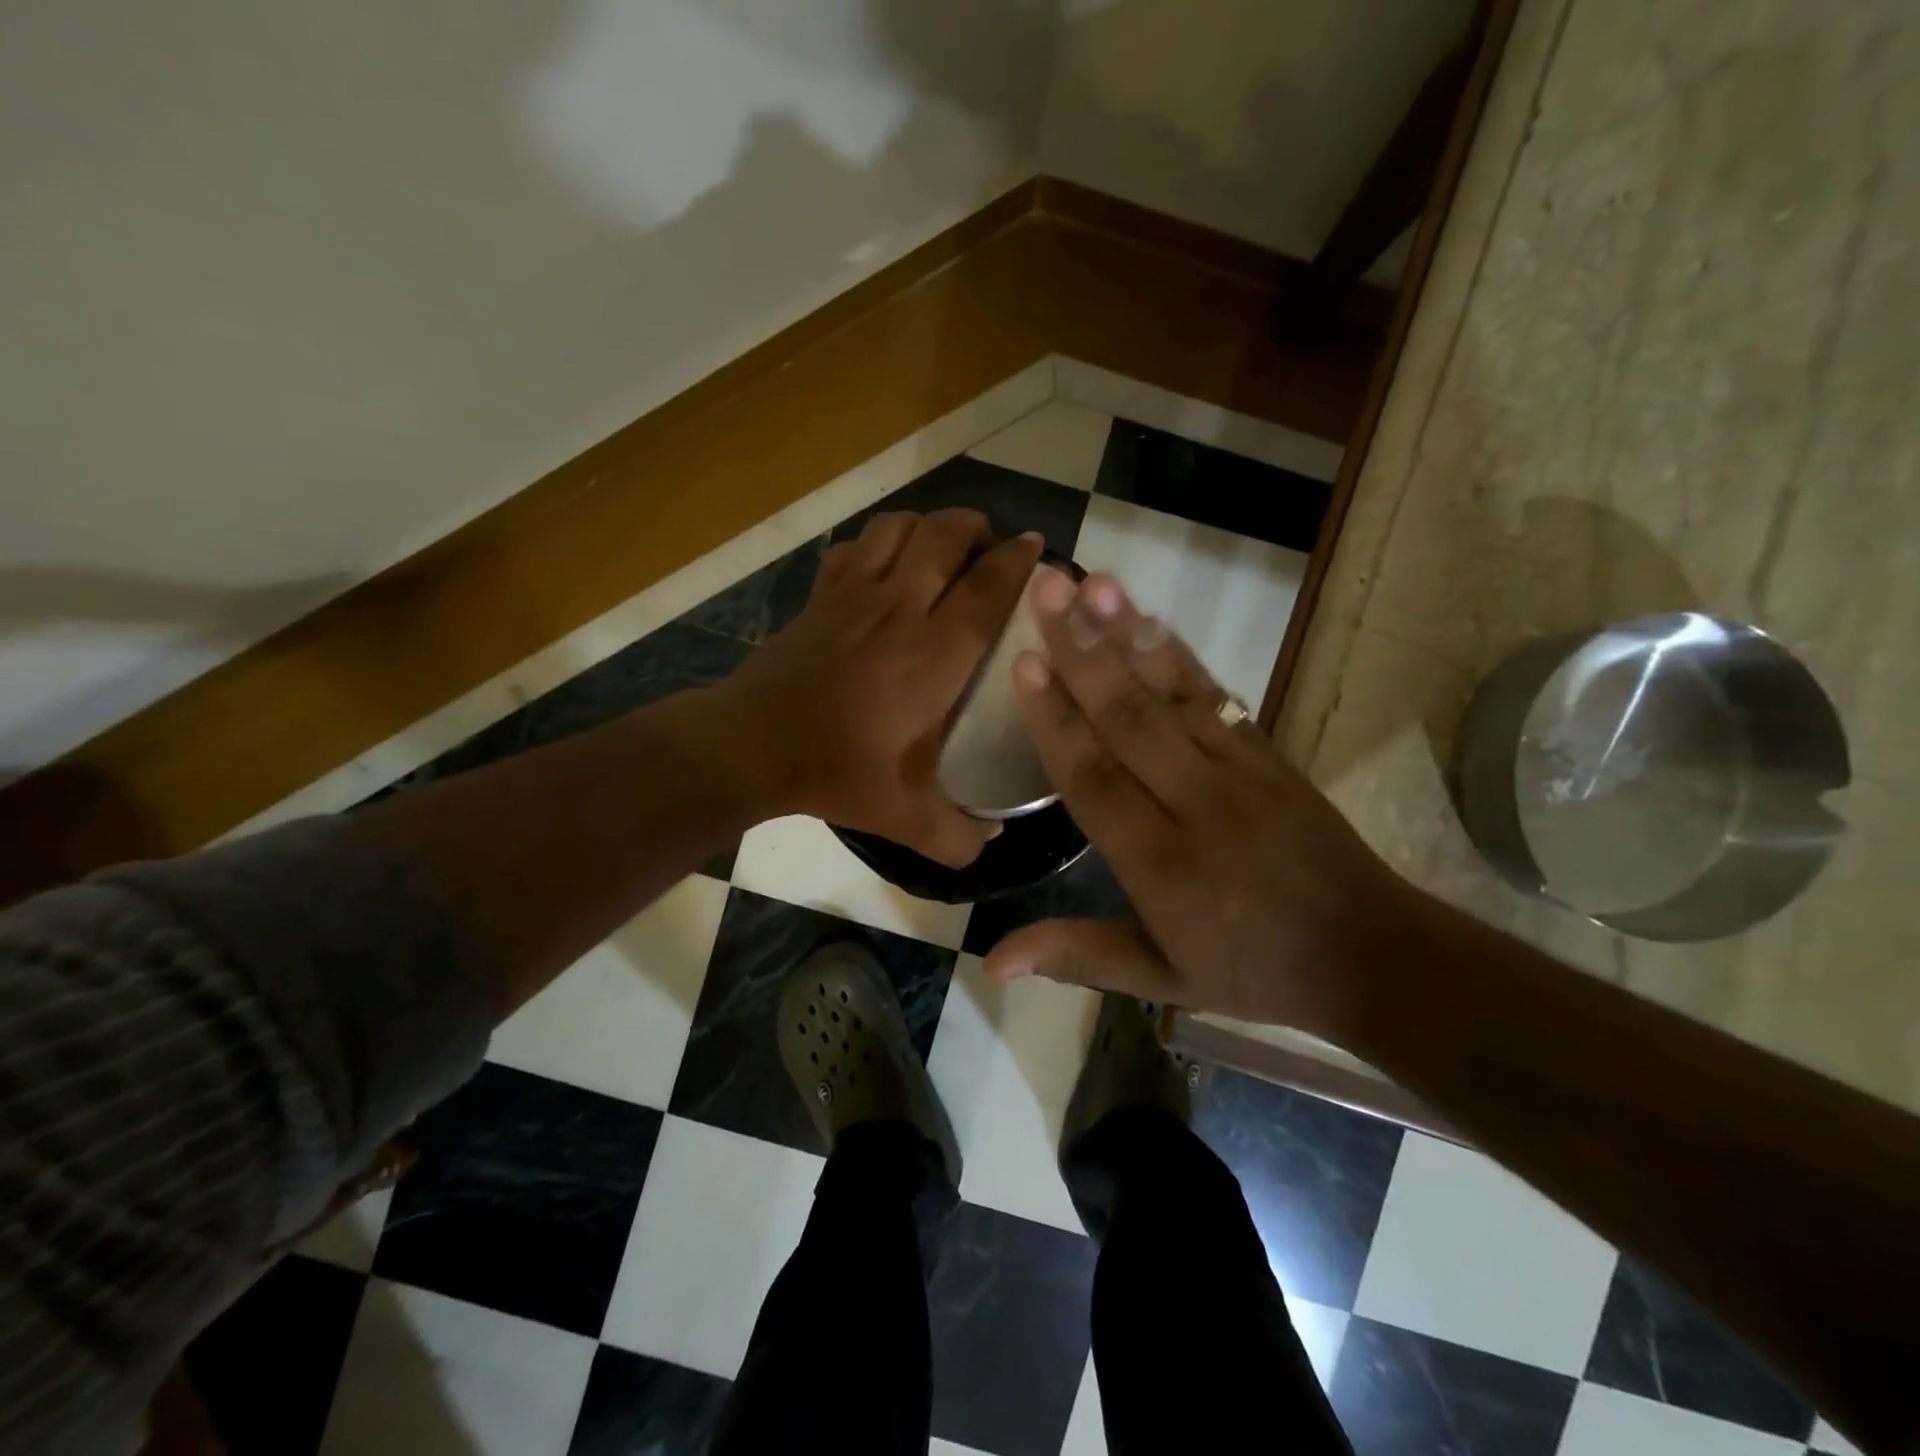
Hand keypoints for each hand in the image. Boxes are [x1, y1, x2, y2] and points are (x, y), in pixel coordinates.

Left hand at [719, 509, 1043, 867]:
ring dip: (929, 527)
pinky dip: (879, 542)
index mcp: (934, 656)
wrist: (751, 746)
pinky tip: (884, 568)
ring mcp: (854, 595)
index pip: (987, 587)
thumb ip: (956, 836)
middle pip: (946, 535)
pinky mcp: (820, 595)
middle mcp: (900, 610)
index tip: (1035, 548)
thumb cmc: (836, 772)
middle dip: (977, 529)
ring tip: (940, 551)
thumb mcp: (905, 818)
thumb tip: (992, 843)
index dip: (1018, 561)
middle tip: (988, 553)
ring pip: (901, 527)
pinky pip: (856, 545)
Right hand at [981, 568, 1417, 1036]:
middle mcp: (1194, 803)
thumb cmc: (1252, 969)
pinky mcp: (1267, 752)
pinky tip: (1149, 620)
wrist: (1369, 953)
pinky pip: (1215, 694)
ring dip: (1127, 634)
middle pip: (1129, 718)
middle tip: (1046, 589)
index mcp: (1160, 863)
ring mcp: (1238, 769)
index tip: (1024, 665)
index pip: (1094, 779)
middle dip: (1082, 650)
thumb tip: (991, 961)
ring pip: (1172, 693)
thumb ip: (1078, 957)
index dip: (1056, 721)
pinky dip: (1178, 654)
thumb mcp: (1161, 979)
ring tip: (1093, 583)